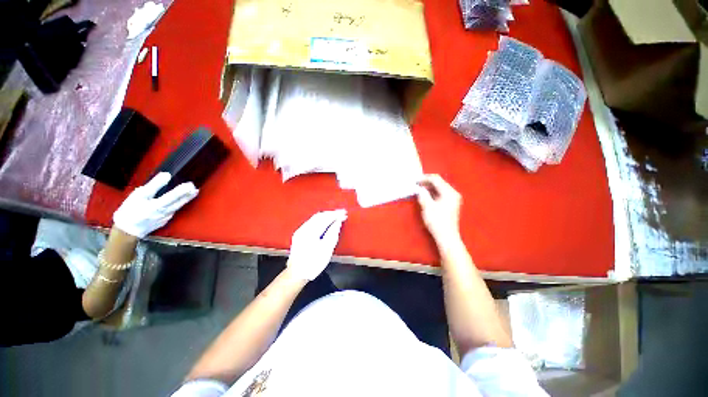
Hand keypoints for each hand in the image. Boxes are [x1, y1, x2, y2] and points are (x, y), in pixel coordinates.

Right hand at [113, 172, 198, 237]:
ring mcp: (166, 217)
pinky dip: (179, 204)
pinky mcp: (165, 220)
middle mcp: (164, 212)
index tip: (189, 184)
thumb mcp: (138, 196)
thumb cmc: (129, 211)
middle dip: (188, 194)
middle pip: (179, 202)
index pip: (172, 196)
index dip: (181, 190)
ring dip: (187, 198)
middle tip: (195, 187)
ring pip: (178, 206)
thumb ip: (153, 186)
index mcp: (156, 206)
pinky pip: (174, 210)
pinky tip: (183, 200)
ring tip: (194, 191)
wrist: (127, 231)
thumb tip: (166, 175)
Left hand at [287, 209, 347, 280]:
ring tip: (336, 216)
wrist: (297, 274)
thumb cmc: (313, 264)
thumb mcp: (326, 250)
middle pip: (319, 215)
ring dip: (326, 216)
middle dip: (331, 213)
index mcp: (310, 232)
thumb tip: (338, 222)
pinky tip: (326, 222)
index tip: (344, 213)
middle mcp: (303, 228)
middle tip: (341, 213)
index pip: (325, 218)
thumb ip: (333, 233)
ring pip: (315, 218)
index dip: (335, 215)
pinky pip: (312, 222)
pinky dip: (320, 220)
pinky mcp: (299, 234)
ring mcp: (300, 230)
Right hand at [416, 174, 461, 243]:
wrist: (447, 236)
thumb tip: (419, 188)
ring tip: (419, 189)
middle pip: (439, 182)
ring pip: (439, 188)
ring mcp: (453, 199)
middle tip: (416, 185)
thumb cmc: (437, 221)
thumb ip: (423, 195)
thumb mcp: (427, 207)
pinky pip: (440, 193)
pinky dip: (432, 193)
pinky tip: (425, 195)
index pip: (436, 179)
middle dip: (427, 182)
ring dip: (429, 188)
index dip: (424, 178)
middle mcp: (453, 193)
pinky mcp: (450, 204)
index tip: (415, 181)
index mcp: (449, 192)